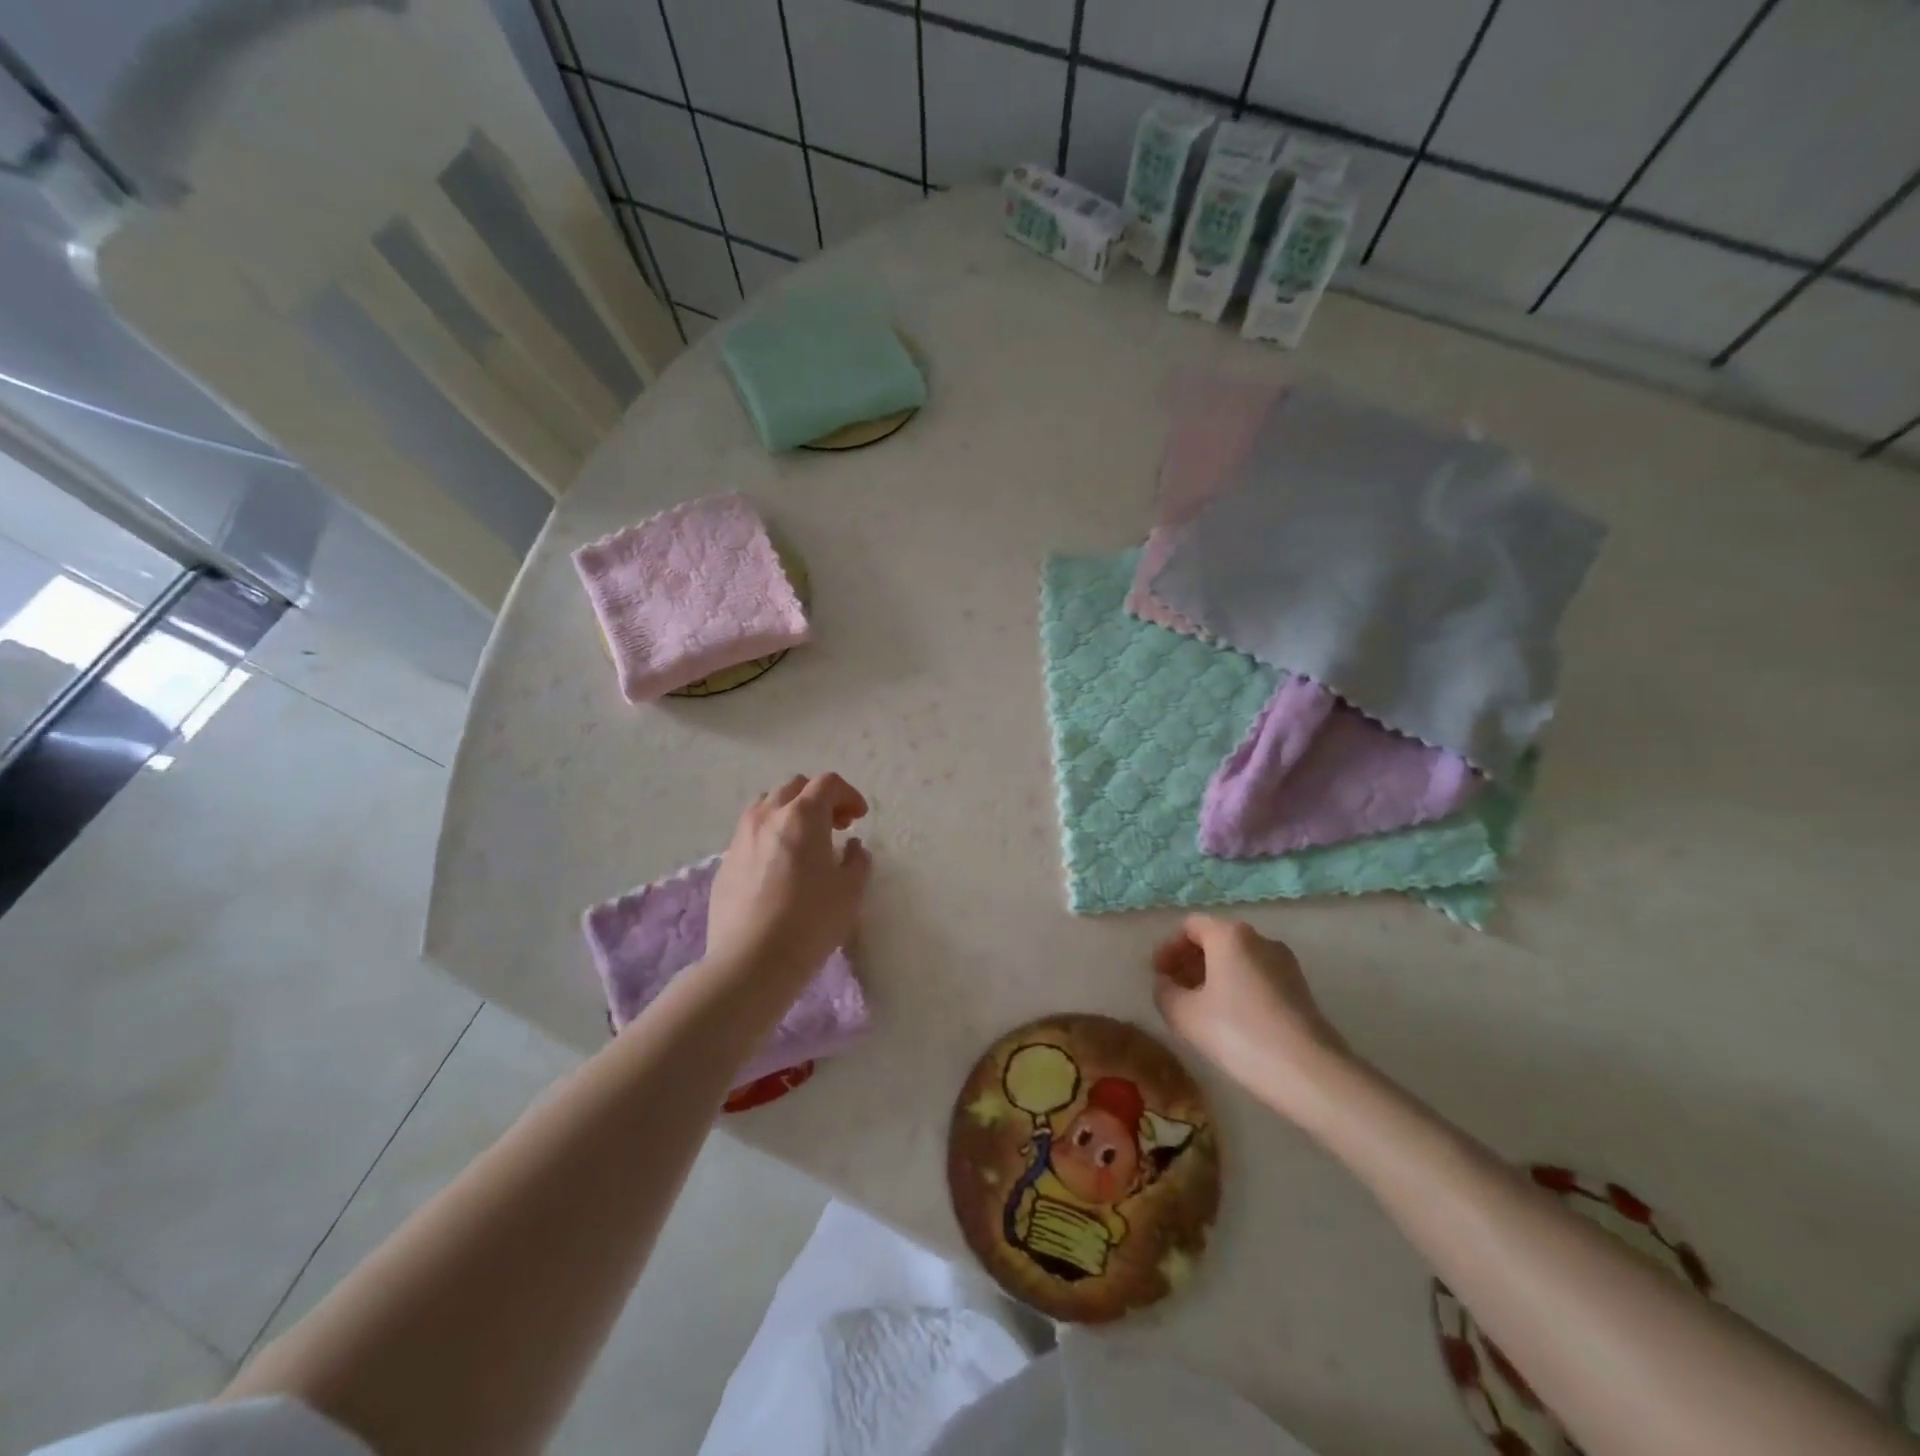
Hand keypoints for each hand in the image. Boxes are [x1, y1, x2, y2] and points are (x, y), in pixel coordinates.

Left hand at [707, 773, 871, 976]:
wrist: (750, 961)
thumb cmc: (810, 921)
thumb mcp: (850, 891)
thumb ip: (857, 861)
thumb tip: (852, 848)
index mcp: (802, 815)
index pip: (827, 783)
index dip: (849, 795)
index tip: (859, 819)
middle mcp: (768, 816)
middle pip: (795, 787)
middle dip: (819, 799)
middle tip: (836, 826)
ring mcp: (741, 838)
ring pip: (767, 806)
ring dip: (791, 813)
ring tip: (805, 842)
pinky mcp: (725, 863)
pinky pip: (750, 834)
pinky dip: (770, 836)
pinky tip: (779, 868)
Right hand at [1152, 914, 1351, 1120]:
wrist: (1309, 1073)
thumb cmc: (1238, 1034)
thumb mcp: (1184, 1014)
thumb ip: (1165, 992)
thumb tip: (1166, 985)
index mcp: (1230, 935)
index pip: (1190, 926)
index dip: (1167, 948)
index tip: (1157, 975)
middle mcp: (1259, 939)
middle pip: (1216, 939)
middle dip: (1190, 961)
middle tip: (1174, 990)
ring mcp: (1285, 962)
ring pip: (1238, 958)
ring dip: (1213, 976)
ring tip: (1199, 1008)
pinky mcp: (1300, 988)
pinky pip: (1257, 976)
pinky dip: (1237, 987)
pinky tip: (1230, 1020)